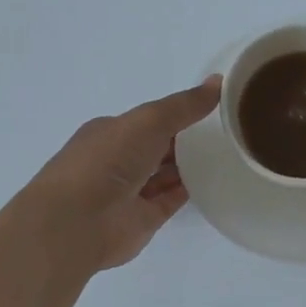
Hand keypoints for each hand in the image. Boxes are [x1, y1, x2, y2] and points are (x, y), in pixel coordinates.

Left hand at [20, 77, 221, 271]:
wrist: (77, 224)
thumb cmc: (106, 162)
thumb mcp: (148, 121)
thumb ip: (184, 105)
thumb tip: (218, 82)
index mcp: (111, 132)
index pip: (148, 119)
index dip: (177, 113)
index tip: (211, 108)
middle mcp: (118, 160)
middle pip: (158, 146)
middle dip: (186, 139)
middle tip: (227, 130)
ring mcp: (130, 192)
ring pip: (165, 173)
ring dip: (190, 165)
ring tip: (228, 153)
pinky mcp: (143, 219)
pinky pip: (171, 199)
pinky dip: (190, 190)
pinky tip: (216, 180)